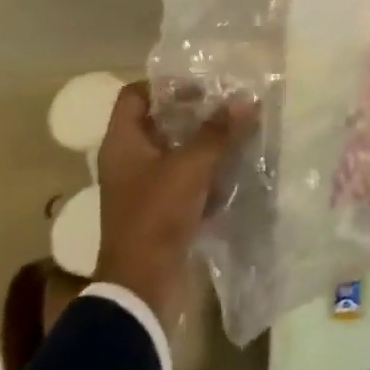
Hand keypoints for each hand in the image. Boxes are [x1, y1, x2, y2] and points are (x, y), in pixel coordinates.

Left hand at [93, 81, 255, 328]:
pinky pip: (184, 177)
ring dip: (204, 140)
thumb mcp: (192, 166)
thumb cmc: (157, 214)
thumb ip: (218, 131)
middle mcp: (128, 160)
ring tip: (238, 129)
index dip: (164, 84)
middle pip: (159, 121)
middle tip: (228, 103)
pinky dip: (206, 169)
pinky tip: (234, 165)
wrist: (142, 284)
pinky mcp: (160, 208)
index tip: (200, 84)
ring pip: (175, 150)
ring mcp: (143, 186)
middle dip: (194, 111)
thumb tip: (246, 99)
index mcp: (123, 143)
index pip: (135, 95)